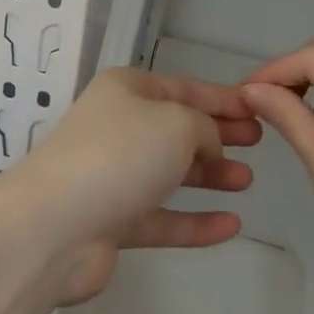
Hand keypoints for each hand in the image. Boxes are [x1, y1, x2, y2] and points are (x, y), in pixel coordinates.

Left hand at [7, 67, 261, 304]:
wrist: (55, 224)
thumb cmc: (120, 154)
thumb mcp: (176, 122)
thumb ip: (204, 127)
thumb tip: (207, 145)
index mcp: (126, 91)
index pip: (183, 88)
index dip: (221, 97)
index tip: (257, 107)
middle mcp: (118, 127)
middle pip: (177, 128)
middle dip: (217, 134)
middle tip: (258, 141)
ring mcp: (114, 177)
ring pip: (170, 173)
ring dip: (209, 175)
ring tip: (247, 179)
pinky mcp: (113, 222)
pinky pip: (163, 218)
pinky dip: (195, 220)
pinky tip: (231, 225)